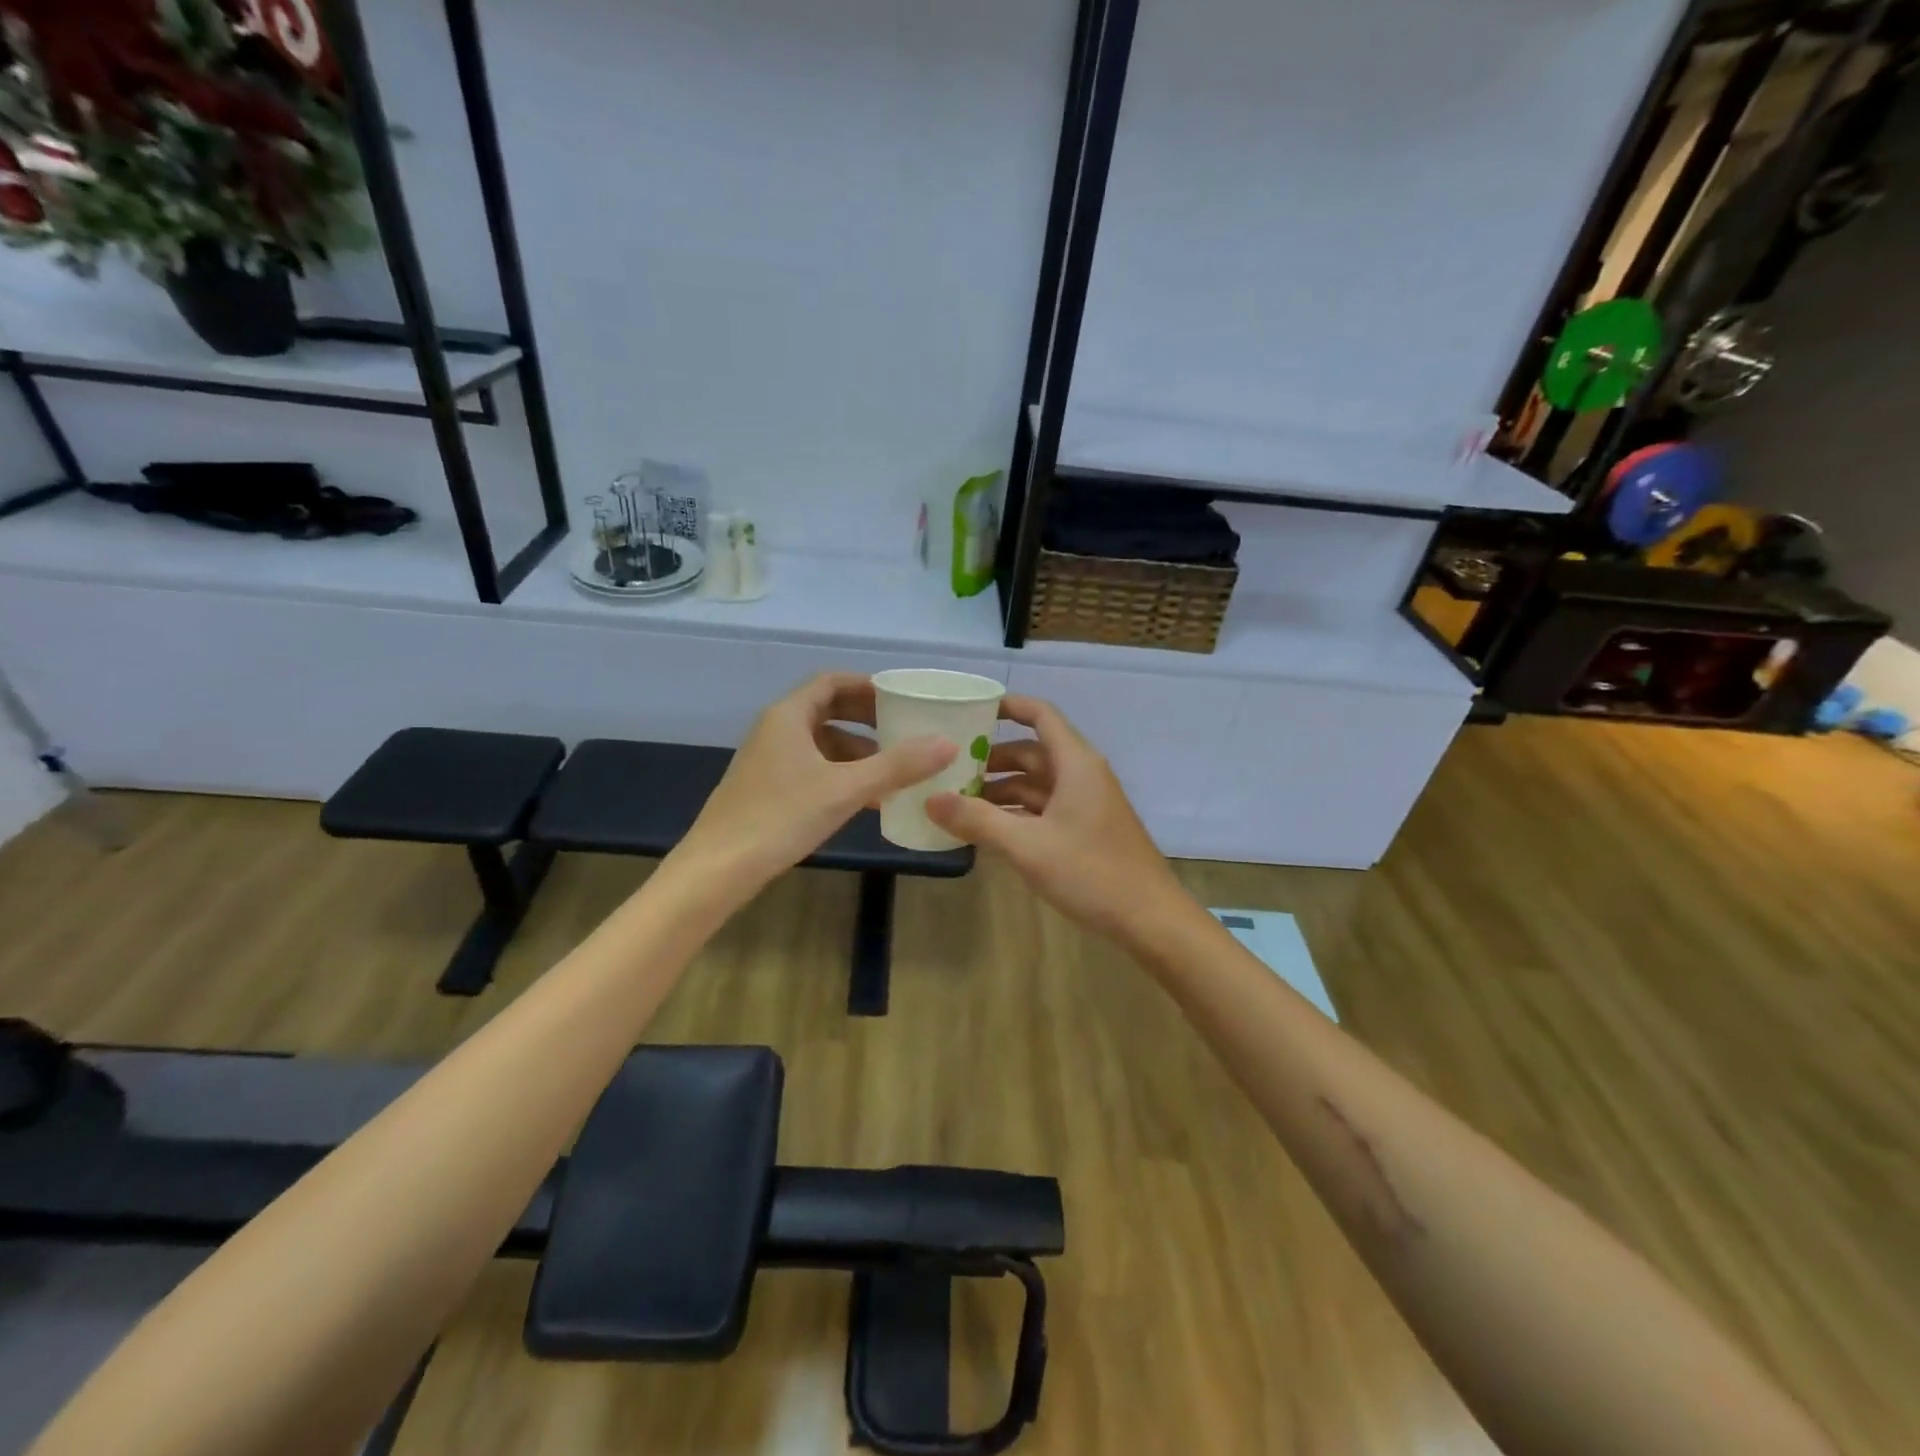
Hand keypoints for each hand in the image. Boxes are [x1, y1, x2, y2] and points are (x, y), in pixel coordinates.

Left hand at [678, 673, 954, 889]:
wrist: (718, 870)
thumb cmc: (780, 817)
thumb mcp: (846, 789)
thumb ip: (897, 765)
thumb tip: (947, 743)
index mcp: (789, 716)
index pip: (832, 682)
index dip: (868, 686)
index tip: (902, 699)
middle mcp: (776, 730)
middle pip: (828, 711)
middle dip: (868, 720)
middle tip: (905, 730)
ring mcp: (769, 761)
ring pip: (822, 744)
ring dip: (858, 752)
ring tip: (895, 770)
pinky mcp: (768, 789)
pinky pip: (813, 769)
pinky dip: (842, 775)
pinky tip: (868, 801)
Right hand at [926, 695, 1187, 941]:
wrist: (1149, 918)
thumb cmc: (1091, 872)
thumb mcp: (1027, 846)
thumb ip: (977, 820)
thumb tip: (930, 799)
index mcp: (1075, 763)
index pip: (1040, 715)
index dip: (1007, 706)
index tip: (970, 711)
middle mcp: (1081, 774)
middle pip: (1031, 752)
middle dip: (991, 759)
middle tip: (947, 769)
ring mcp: (1085, 803)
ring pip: (1036, 784)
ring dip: (1000, 790)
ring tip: (957, 803)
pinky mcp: (1085, 829)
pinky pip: (1044, 808)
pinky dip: (1016, 813)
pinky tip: (987, 830)